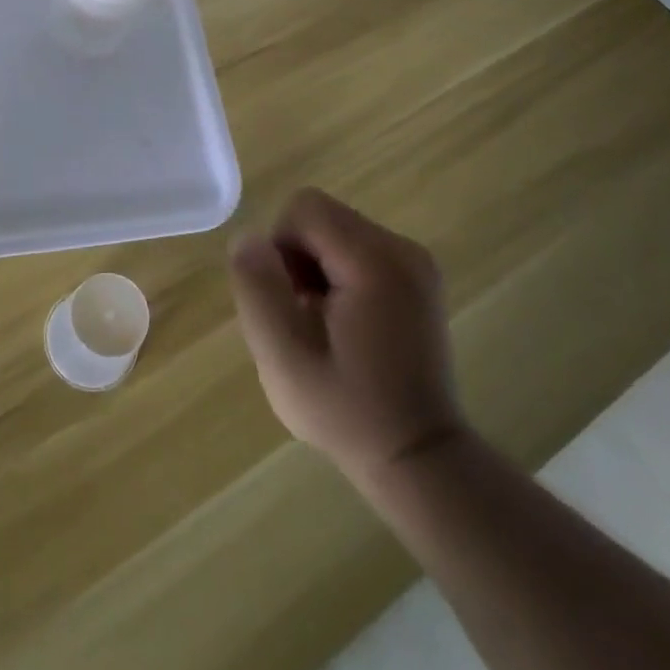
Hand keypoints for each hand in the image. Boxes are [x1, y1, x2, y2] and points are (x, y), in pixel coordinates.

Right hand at [228, 188, 465, 494]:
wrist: (419, 460)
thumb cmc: (348, 411)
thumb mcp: (283, 357)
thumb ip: (258, 288)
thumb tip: (249, 239)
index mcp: (375, 261)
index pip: (304, 209)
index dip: (280, 248)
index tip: (290, 302)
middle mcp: (402, 249)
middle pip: (321, 217)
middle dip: (297, 258)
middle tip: (303, 318)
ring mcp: (415, 263)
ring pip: (335, 232)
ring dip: (314, 268)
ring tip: (323, 326)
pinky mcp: (417, 278)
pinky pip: (356, 250)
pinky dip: (337, 276)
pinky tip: (345, 325)